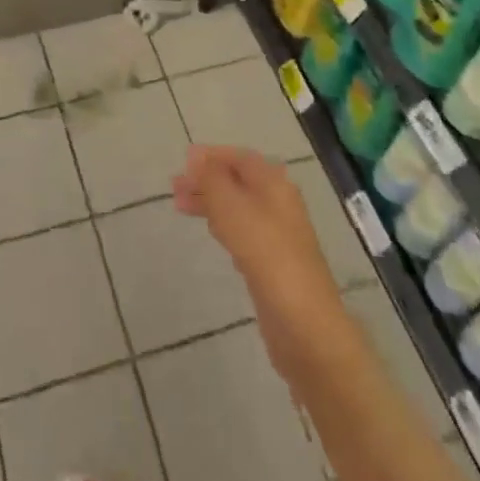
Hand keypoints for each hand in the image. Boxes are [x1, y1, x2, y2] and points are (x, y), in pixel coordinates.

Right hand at [174, 146, 347, 386]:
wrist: (304, 324)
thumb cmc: (266, 254)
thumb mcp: (232, 208)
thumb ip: (212, 179)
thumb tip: (196, 156)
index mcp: (274, 184)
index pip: (240, 158)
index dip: (212, 156)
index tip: (183, 161)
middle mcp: (279, 204)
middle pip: (238, 182)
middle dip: (207, 180)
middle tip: (174, 187)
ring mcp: (278, 235)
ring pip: (239, 208)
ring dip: (211, 203)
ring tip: (181, 207)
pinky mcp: (273, 264)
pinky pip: (244, 233)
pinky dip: (224, 226)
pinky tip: (212, 234)